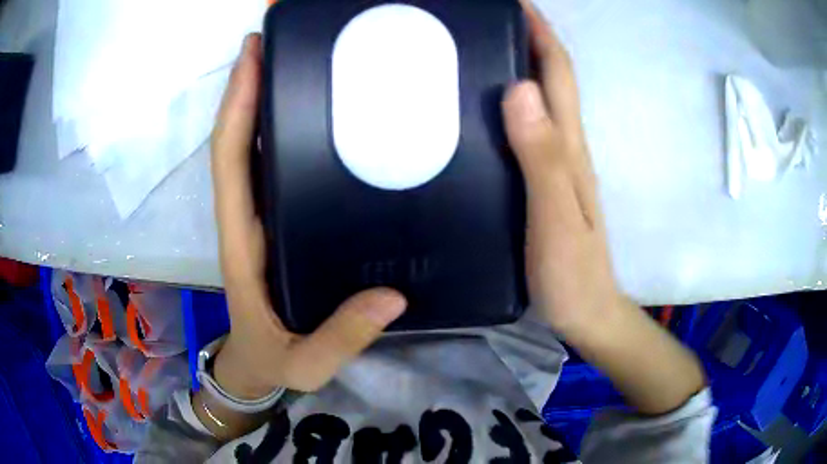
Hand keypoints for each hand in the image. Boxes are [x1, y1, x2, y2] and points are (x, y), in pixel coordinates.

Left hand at [210, 34, 406, 401]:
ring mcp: (262, 214)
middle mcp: (247, 216)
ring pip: (255, 145)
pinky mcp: (279, 219)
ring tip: (300, 56)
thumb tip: (390, 298)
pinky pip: (276, 164)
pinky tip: (319, 107)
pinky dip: (284, 128)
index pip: (230, 161)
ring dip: (266, 97)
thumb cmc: (273, 361)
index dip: (237, 105)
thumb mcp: (305, 363)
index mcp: (241, 242)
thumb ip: (339, 338)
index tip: (252, 55)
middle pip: (240, 138)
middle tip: (280, 38)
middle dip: (250, 83)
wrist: (257, 365)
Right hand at [504, 5, 705, 414]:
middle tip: (491, 20)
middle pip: (552, 79)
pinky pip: (531, 127)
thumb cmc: (571, 273)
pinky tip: (489, 102)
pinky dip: (514, 101)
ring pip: (542, 99)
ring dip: (521, 64)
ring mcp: (557, 164)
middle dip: (529, 38)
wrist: (587, 311)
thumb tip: (519, 89)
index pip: (558, 74)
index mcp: (569, 147)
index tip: (517, 3)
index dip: (541, 33)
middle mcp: (566, 146)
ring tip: (483, 46)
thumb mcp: (555, 217)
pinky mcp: (546, 181)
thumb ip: (540, 156)